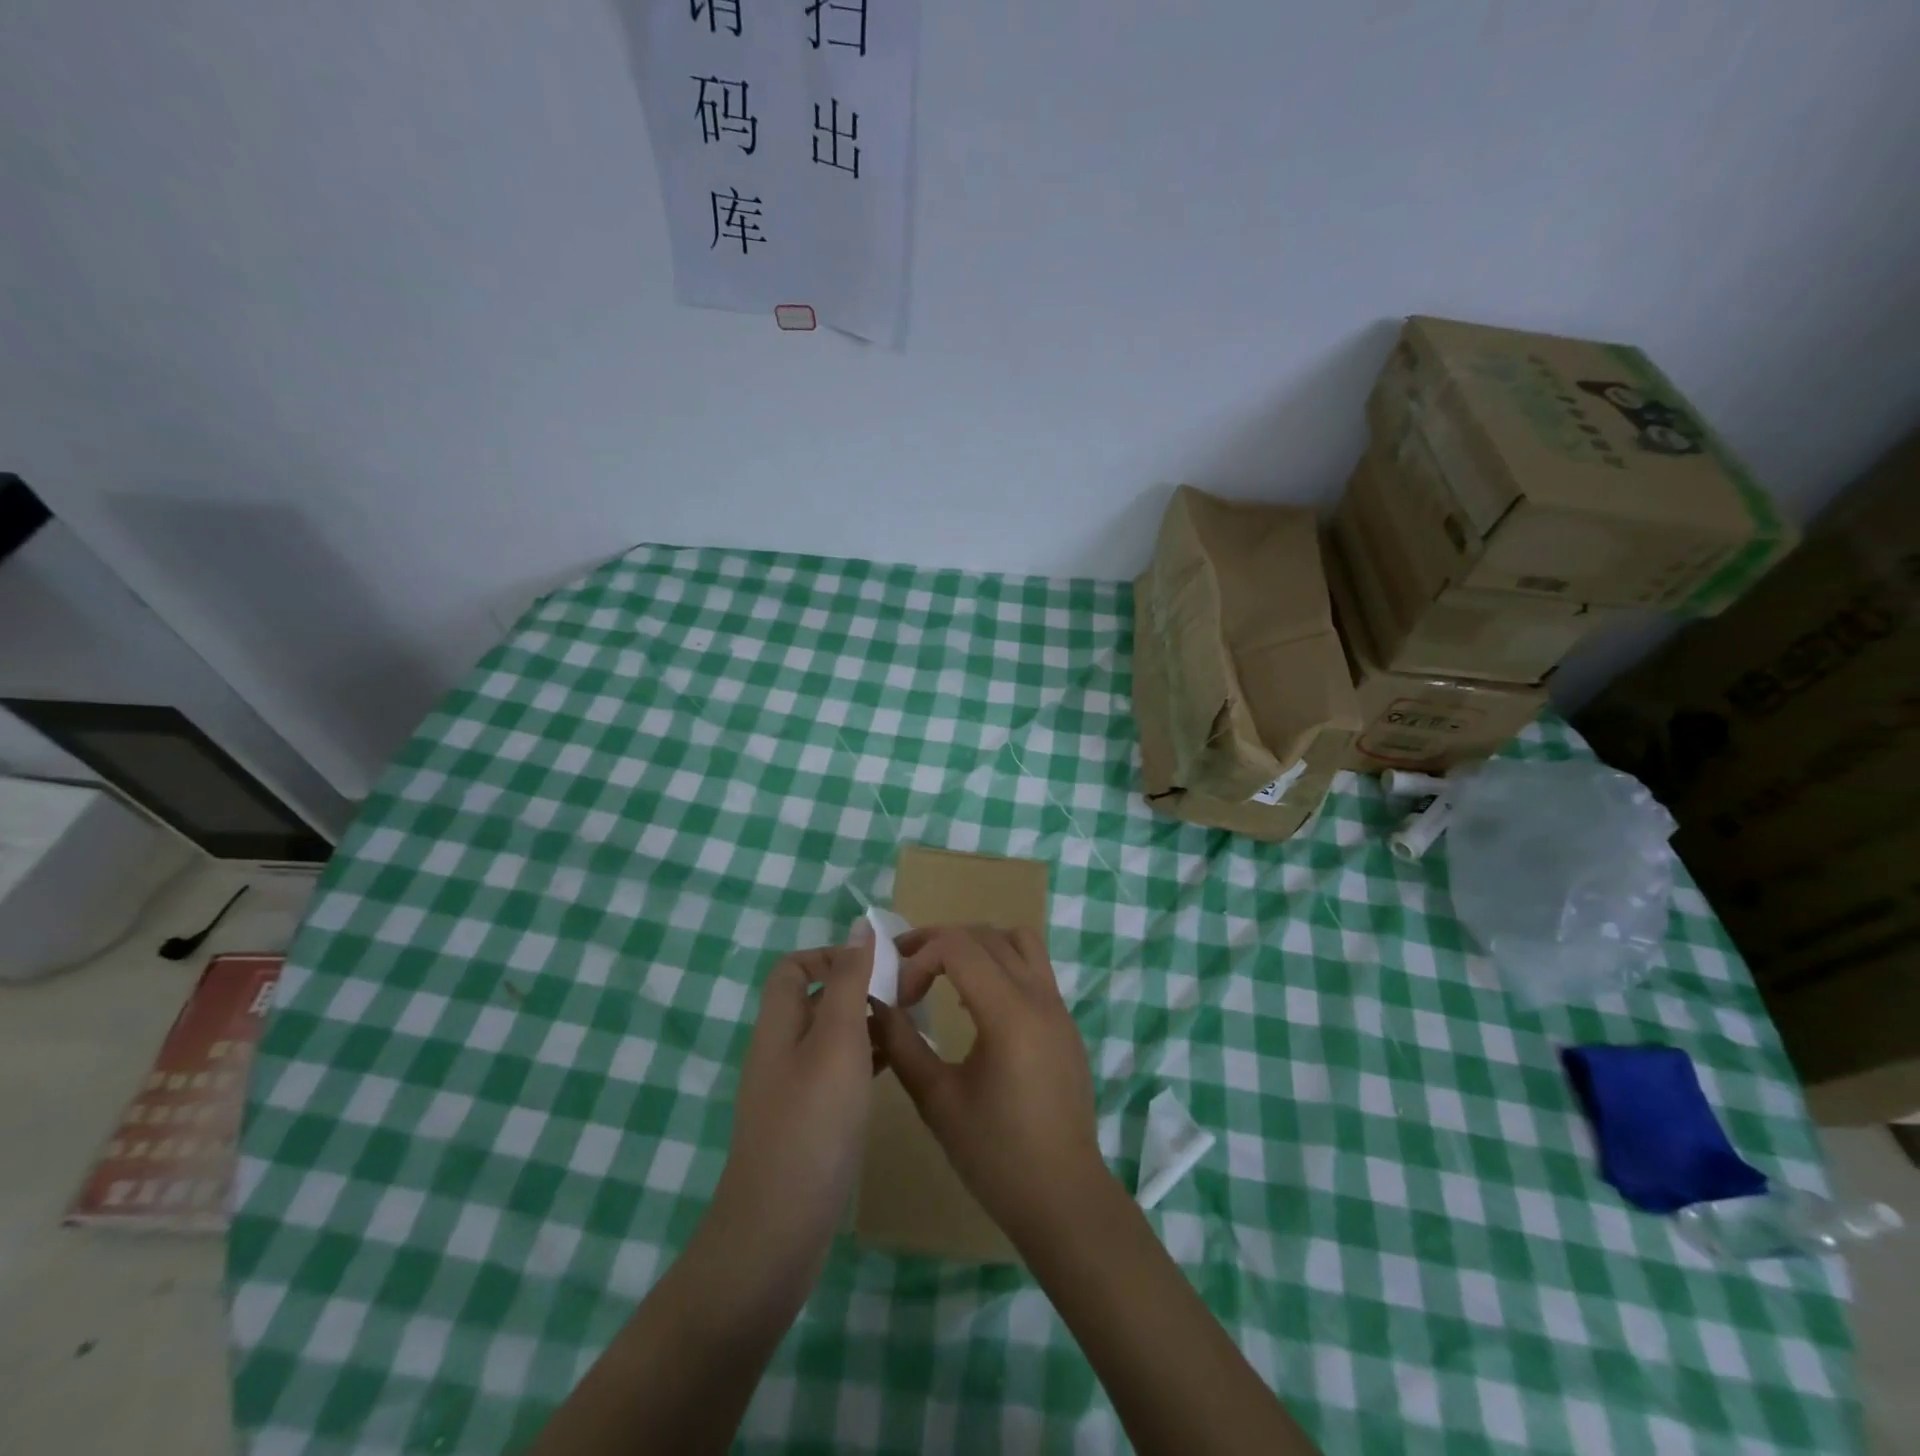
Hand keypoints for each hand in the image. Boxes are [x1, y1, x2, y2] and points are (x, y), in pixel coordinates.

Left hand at [703, 942, 876, 1290]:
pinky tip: (897, 1066)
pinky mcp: (809, 1122)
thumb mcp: (837, 1041)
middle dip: (858, 987)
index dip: (832, 955)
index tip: (877, 965)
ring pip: (831, 1037)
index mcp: (779, 1024)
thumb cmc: (812, 1124)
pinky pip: (838, 1072)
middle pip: (816, 999)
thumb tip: (859, 925)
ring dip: (867, 1023)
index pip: (794, 967)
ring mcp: (793, 1089)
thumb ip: (849, 981)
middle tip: (908, 992)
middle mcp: (780, 1050)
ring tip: (912, 1024)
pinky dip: (865, 1059)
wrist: (778, 1231)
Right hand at [868, 926, 1106, 1247]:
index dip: (919, 958)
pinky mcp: (1065, 1021)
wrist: (1064, 1198)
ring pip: (1018, 941)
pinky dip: (1001, 963)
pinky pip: (1034, 966)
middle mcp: (1039, 997)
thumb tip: (874, 1005)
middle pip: (985, 935)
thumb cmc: (996, 1155)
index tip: (901, 996)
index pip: (959, 946)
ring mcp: (1058, 1006)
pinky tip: (976, 1002)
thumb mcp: (937, 1101)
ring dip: (976, 944)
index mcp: (1009, 1014)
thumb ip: (902, 1044)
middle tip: (905, 967)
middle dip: (940, 941)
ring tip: (944, 972)